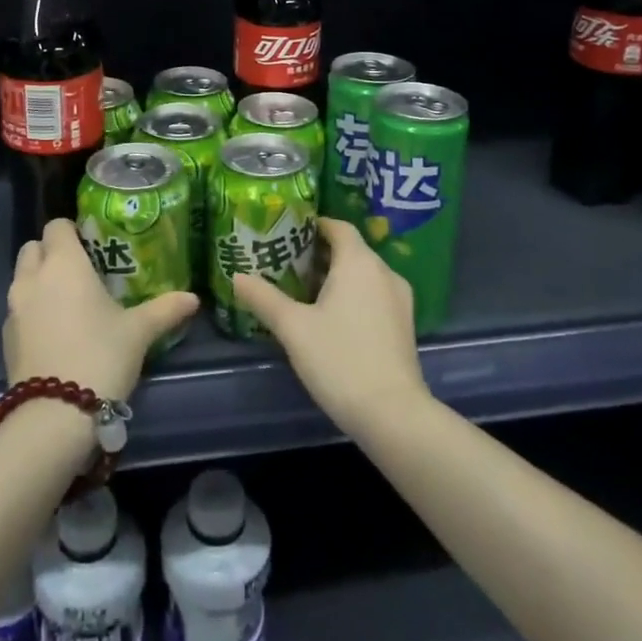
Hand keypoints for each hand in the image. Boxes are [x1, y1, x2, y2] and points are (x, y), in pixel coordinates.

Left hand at [5, 219, 198, 402]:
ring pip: (23, 278)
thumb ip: (165, 309)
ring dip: (40, 282)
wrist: (54, 416)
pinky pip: (18, 310)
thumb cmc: (100, 356)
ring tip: (70, 304)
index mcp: (63, 263)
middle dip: (52, 253)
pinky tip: (56, 333)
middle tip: (81, 272)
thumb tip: (193, 298)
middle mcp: (33, 277)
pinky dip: (33, 311)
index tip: (92, 245)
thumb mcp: (139, 332)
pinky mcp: (6, 337)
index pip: (57, 225)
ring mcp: (14, 308)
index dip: (73, 231)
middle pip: (34, 248)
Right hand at [232, 218, 430, 439]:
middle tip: (285, 264)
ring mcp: (399, 300)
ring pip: (363, 274)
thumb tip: (237, 276)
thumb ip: (264, 298)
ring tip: (302, 291)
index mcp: (359, 262)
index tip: (286, 232)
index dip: (313, 225)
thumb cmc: (340, 360)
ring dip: (336, 277)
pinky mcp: (404, 325)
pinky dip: (352, 295)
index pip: (338, 226)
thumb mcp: (293, 328)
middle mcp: (384, 272)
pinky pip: (374, 295)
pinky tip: (330, 318)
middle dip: (319, 253)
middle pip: (350, 250)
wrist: (393, 415)